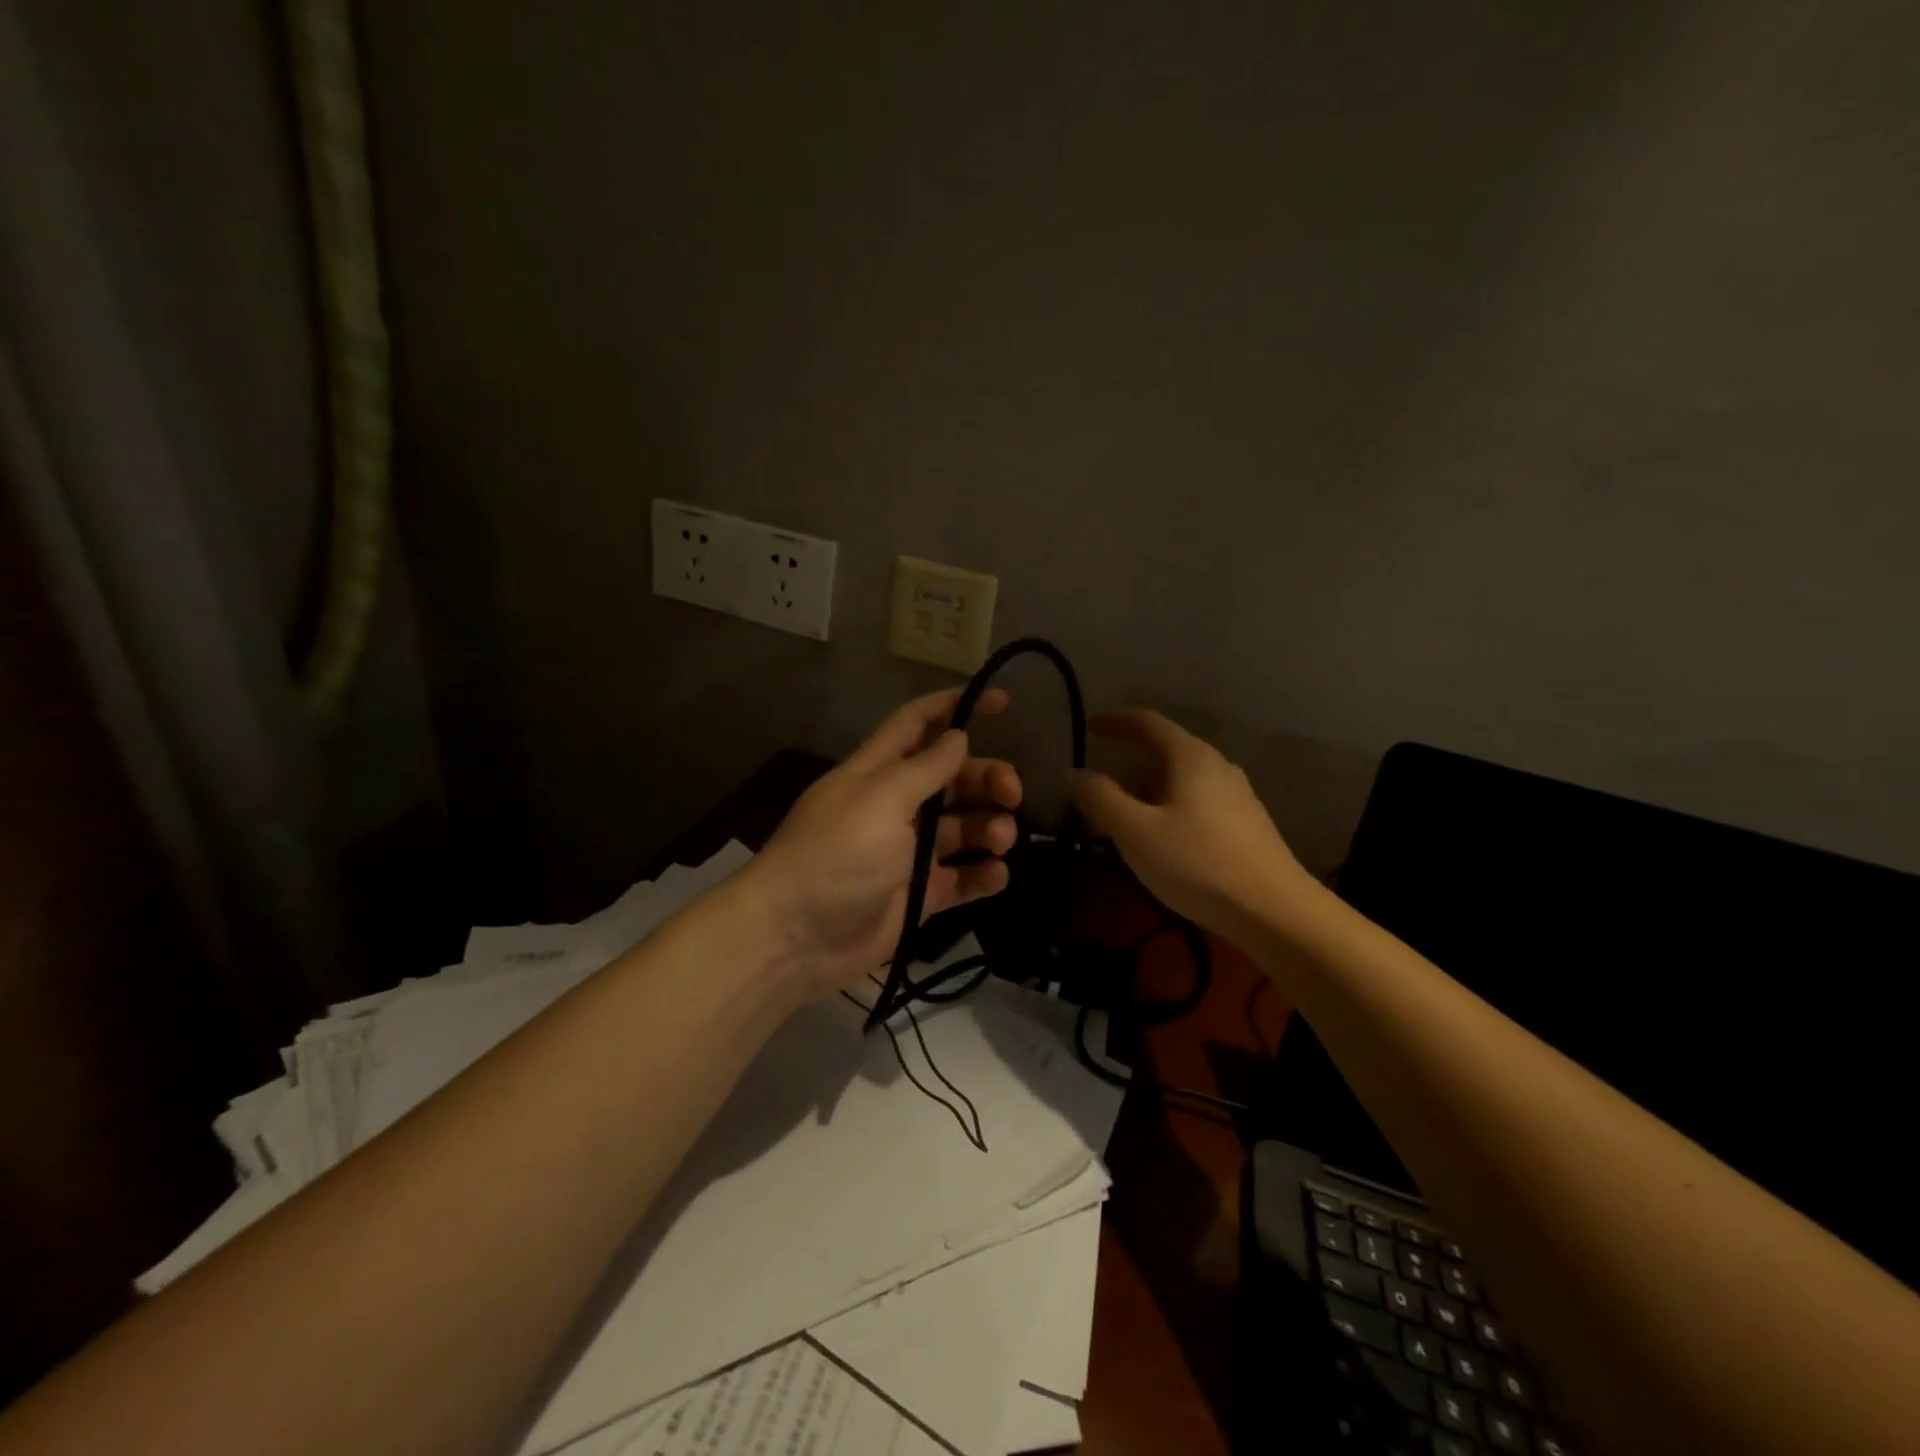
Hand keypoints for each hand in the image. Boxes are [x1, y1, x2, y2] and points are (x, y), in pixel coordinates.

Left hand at [743, 689, 1021, 997]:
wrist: (796, 936)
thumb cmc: (836, 854)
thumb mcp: (881, 800)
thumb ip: (925, 769)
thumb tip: (959, 736)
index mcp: (879, 772)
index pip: (919, 725)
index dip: (957, 707)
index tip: (1004, 702)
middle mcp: (897, 806)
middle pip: (952, 778)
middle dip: (987, 778)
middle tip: (1014, 793)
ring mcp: (909, 853)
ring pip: (963, 828)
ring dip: (990, 827)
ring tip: (1000, 840)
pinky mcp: (920, 895)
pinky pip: (962, 878)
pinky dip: (983, 875)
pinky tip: (996, 874)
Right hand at [1068, 709, 1315, 941]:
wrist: (1274, 911)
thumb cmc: (1197, 862)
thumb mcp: (1135, 831)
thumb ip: (1100, 797)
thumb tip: (1073, 773)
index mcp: (1190, 757)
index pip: (1147, 722)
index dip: (1115, 721)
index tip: (1089, 726)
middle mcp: (1216, 766)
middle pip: (1163, 754)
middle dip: (1125, 771)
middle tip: (1094, 795)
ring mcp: (1236, 796)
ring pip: (1178, 783)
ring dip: (1144, 796)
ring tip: (1118, 825)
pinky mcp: (1245, 826)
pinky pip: (1194, 804)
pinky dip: (1165, 812)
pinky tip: (1156, 843)